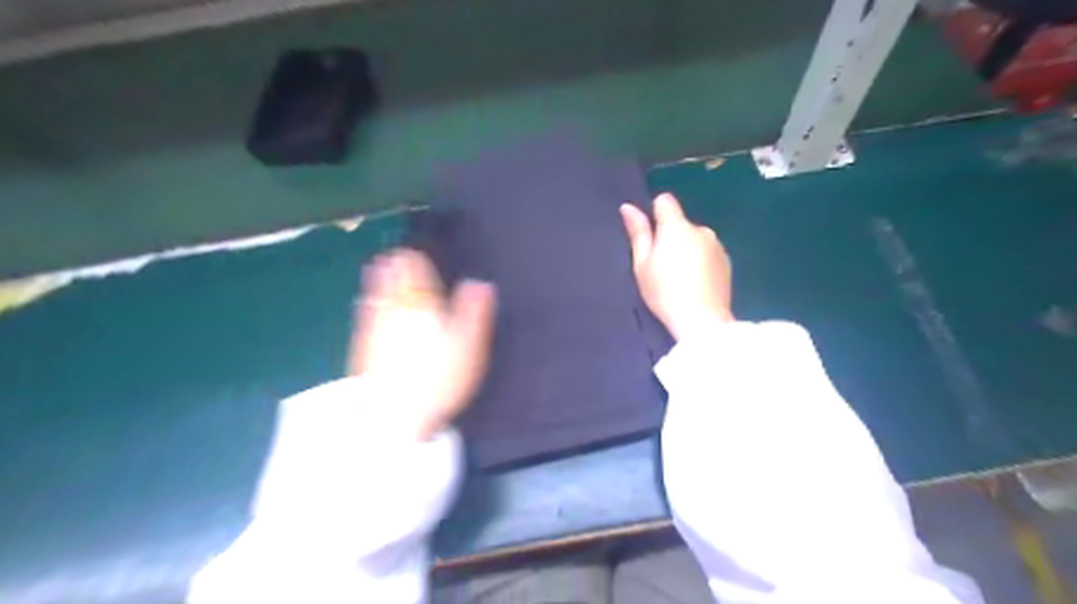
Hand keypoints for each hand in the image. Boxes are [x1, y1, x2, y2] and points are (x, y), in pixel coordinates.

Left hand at [350, 249, 494, 441]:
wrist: (396, 416)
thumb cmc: (440, 380)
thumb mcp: (468, 347)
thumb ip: (473, 312)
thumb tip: (479, 284)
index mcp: (425, 312)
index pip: (420, 283)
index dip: (416, 266)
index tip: (412, 252)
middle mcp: (398, 317)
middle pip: (397, 289)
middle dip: (395, 270)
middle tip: (393, 254)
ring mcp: (378, 334)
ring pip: (379, 301)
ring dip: (378, 282)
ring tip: (376, 267)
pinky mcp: (364, 352)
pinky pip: (365, 320)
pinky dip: (366, 306)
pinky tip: (363, 303)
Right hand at [623, 194, 731, 339]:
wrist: (702, 320)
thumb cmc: (664, 292)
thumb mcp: (642, 264)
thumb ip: (638, 233)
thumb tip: (628, 207)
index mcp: (677, 227)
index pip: (665, 201)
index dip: (655, 213)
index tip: (650, 236)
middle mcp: (701, 229)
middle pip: (681, 223)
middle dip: (671, 237)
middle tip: (661, 266)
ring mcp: (717, 246)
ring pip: (696, 239)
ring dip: (688, 249)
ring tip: (680, 279)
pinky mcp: (727, 263)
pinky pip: (709, 253)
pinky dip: (701, 262)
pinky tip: (695, 284)